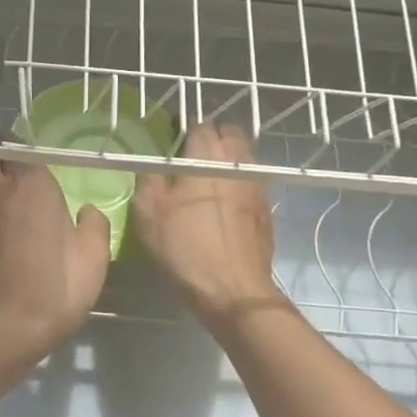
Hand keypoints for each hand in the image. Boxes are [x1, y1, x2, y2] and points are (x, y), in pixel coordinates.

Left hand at [0, 155, 110, 358]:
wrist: (7, 326)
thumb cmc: (56, 284)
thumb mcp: (94, 255)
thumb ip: (95, 224)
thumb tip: (87, 211)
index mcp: (31, 186)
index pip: (21, 146)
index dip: (26, 143)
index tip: (38, 147)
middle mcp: (0, 191)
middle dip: (0, 152)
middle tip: (20, 162)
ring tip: (11, 186)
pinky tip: (3, 217)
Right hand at [131, 123, 283, 335]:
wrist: (234, 291)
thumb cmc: (186, 248)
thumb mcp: (149, 212)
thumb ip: (150, 178)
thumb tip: (154, 165)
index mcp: (207, 156)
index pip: (199, 124)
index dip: (183, 129)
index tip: (171, 141)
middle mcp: (237, 163)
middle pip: (229, 134)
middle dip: (212, 138)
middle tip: (190, 155)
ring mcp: (257, 185)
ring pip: (243, 157)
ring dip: (227, 159)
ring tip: (207, 178)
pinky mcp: (266, 209)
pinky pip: (251, 182)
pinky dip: (238, 183)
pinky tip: (224, 203)